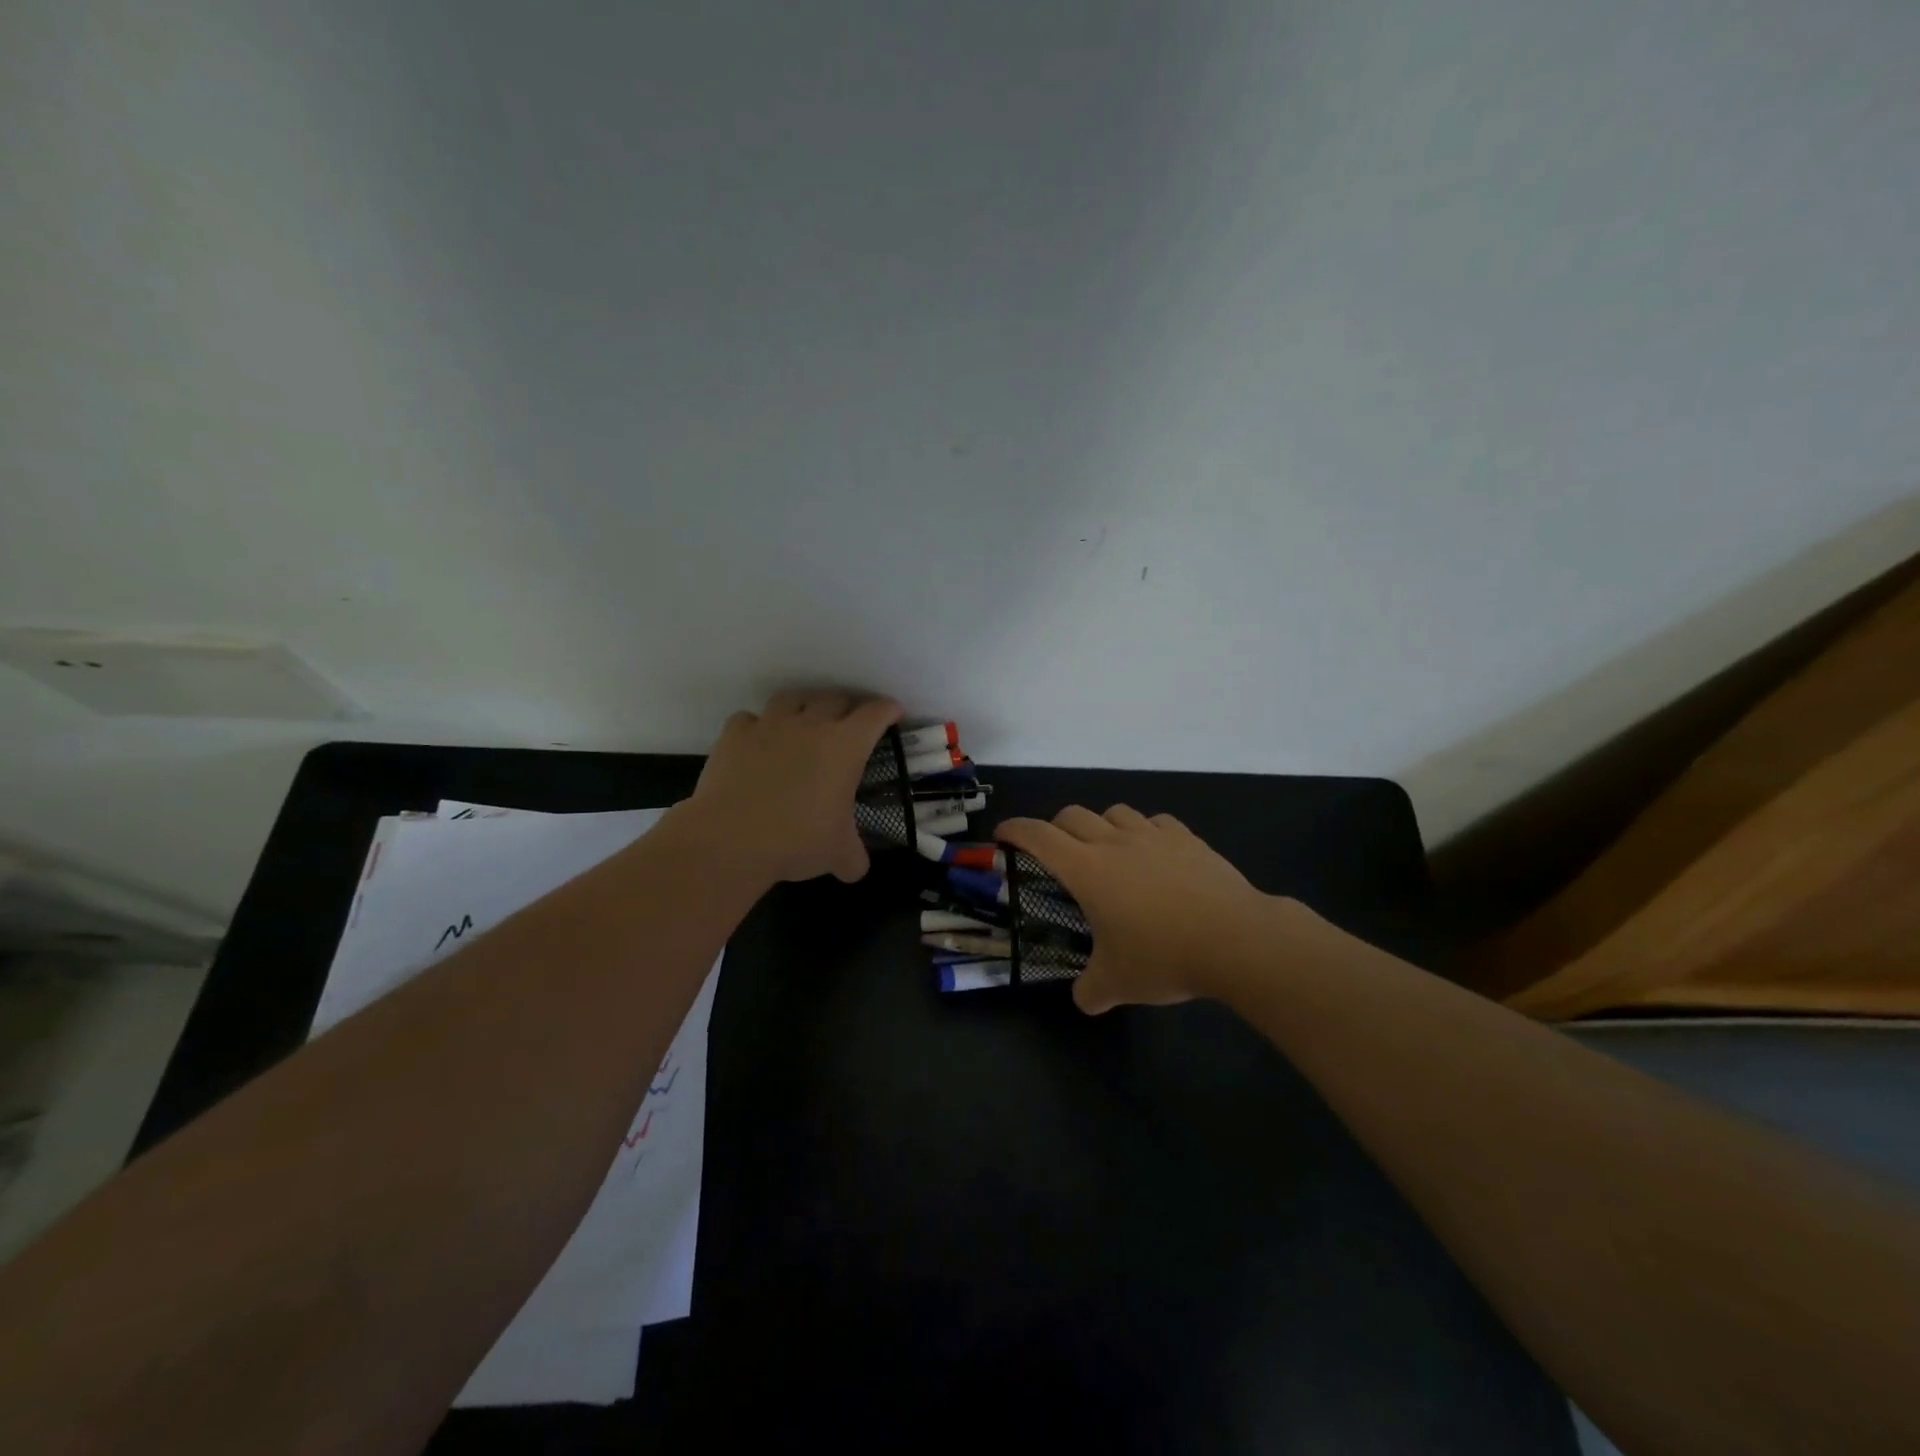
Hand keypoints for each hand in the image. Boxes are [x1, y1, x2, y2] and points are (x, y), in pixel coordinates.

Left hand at [678, 691, 900, 885]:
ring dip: (804, 706)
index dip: (888, 710)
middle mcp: (810, 725)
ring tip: (804, 722)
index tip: (893, 714)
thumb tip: (856, 869)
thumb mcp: (838, 855)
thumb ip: (854, 858)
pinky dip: (758, 726)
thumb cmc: (796, 841)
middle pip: (836, 699)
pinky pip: (750, 718)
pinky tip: (758, 742)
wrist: (730, 840)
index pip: (875, 714)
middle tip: (850, 724)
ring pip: (793, 699)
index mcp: (845, 746)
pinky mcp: (734, 734)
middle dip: (848, 707)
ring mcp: (770, 725)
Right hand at [996, 806, 1278, 1013]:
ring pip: (1115, 812)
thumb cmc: (1164, 956)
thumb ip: (1090, 991)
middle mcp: (1114, 843)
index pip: (1038, 836)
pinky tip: (1154, 853)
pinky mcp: (1187, 839)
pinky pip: (1157, 822)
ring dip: (1102, 825)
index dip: (1016, 830)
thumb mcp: (1118, 984)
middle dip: (1055, 827)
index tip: (1003, 834)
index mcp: (1086, 870)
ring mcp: (1153, 836)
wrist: (1235, 939)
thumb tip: (1084, 1000)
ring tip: (1108, 850)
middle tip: (1056, 852)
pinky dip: (1146, 831)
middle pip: (1072, 815)